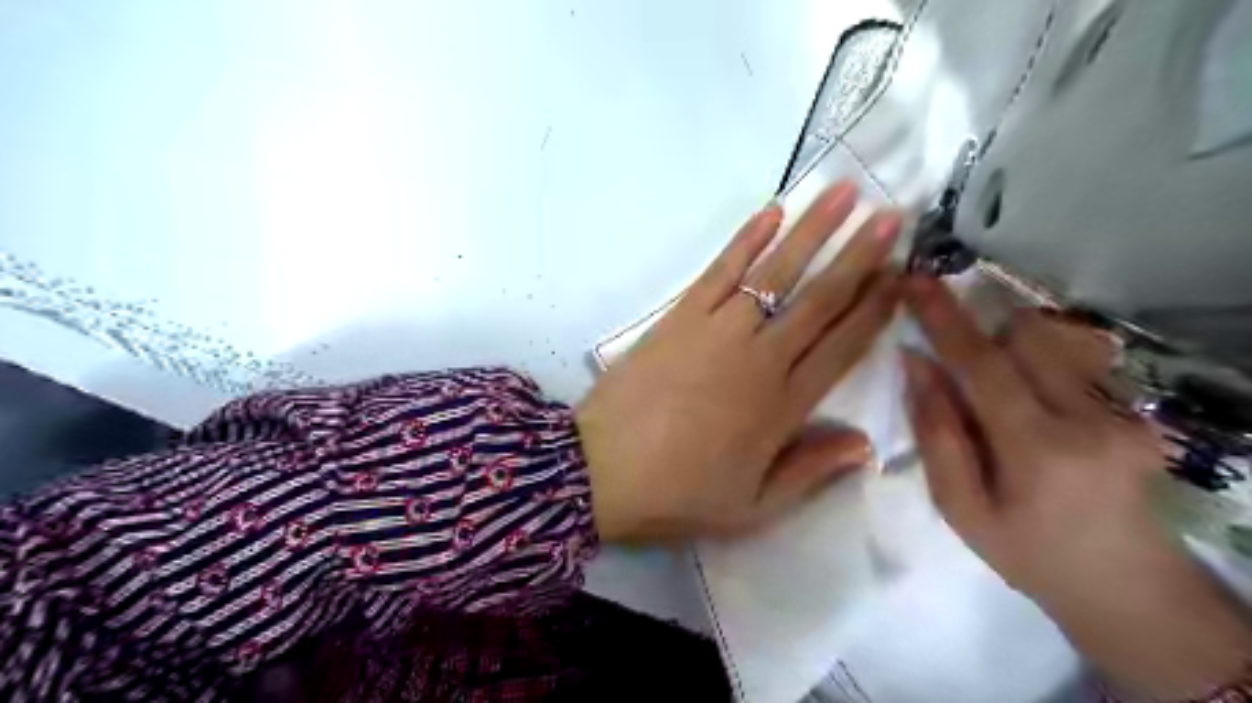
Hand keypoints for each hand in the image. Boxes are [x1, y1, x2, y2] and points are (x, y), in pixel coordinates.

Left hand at [577, 181, 900, 542]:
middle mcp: (759, 358)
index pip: (843, 346)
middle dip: (859, 256)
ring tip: (845, 192)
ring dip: (813, 230)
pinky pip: (721, 269)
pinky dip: (747, 239)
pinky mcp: (680, 316)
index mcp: (782, 406)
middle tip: (892, 219)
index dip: (876, 309)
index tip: (903, 275)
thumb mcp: (753, 507)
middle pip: (820, 299)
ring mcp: (717, 330)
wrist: (601, 471)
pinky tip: (772, 211)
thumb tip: (867, 444)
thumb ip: (811, 473)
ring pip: (776, 273)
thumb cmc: (678, 494)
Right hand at [905, 276, 1251, 699]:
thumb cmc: (1029, 554)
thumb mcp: (960, 507)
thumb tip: (916, 364)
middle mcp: (1091, 418)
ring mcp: (1124, 413)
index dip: (944, 318)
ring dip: (1006, 343)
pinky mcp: (1137, 412)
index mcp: (1038, 449)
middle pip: (1026, 335)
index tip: (914, 280)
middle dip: (980, 325)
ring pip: (1053, 342)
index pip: (983, 364)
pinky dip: (1033, 363)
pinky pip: (1071, 362)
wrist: (1129, 589)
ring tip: (984, 380)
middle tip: (946, 338)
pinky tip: (1024, 403)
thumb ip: (936, 432)